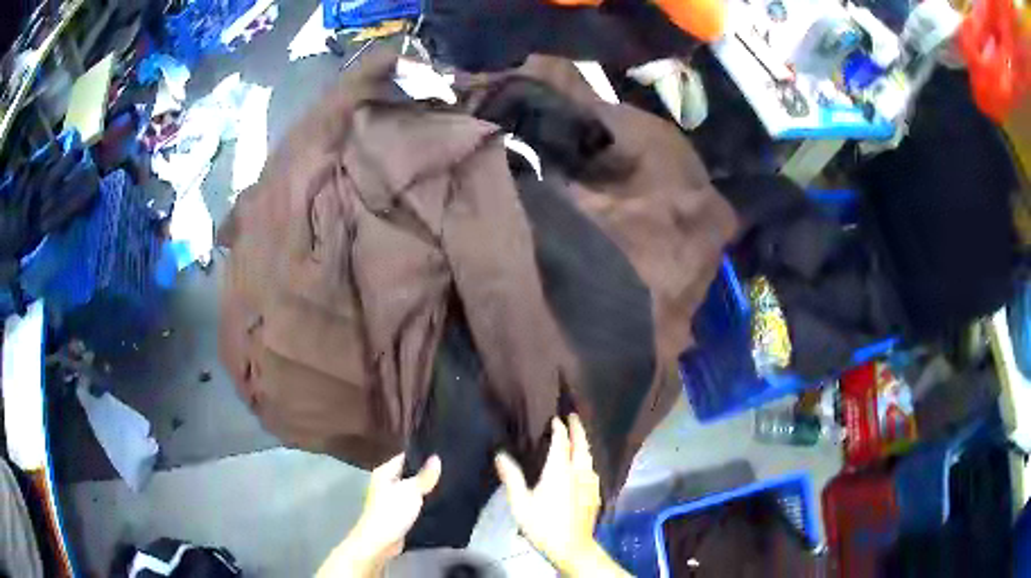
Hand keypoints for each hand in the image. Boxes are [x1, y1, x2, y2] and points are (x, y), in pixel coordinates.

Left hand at [316, 454, 440, 577]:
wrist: (380, 541)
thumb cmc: (391, 512)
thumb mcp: (411, 491)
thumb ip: (424, 476)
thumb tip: (436, 457)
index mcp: (385, 473)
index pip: (405, 458)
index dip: (422, 456)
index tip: (443, 454)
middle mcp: (386, 484)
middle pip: (409, 474)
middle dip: (426, 474)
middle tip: (450, 470)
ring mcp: (391, 500)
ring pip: (412, 490)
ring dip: (426, 490)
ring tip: (449, 485)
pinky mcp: (398, 514)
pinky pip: (413, 504)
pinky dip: (424, 504)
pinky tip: (439, 503)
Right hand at [495, 415, 627, 576]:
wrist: (572, 547)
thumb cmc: (543, 525)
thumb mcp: (521, 504)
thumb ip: (512, 478)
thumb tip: (500, 455)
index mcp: (559, 471)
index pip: (561, 442)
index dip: (559, 428)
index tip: (555, 417)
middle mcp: (578, 472)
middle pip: (581, 445)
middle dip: (578, 429)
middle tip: (573, 416)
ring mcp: (590, 484)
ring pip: (589, 457)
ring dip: (584, 444)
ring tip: (578, 438)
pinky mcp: (595, 495)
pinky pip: (592, 470)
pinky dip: (587, 461)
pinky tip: (585, 467)